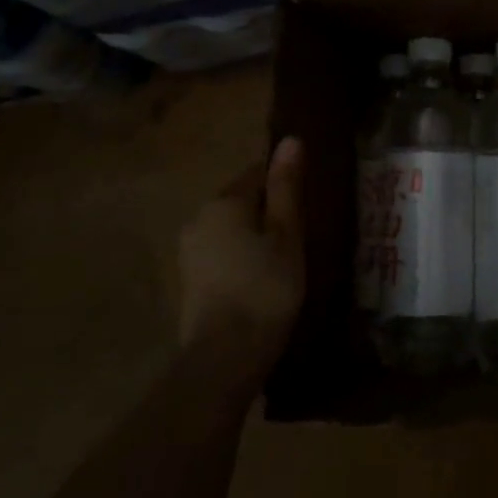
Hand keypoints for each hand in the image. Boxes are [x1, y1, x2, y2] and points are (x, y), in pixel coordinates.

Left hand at [176, 136, 304, 377]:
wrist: (224, 358)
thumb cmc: (266, 288)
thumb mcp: (287, 234)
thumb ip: (286, 187)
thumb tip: (290, 139)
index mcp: (224, 201)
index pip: (258, 173)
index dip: (285, 185)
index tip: (308, 207)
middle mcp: (199, 218)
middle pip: (242, 201)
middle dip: (269, 212)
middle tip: (302, 236)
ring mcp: (189, 251)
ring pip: (231, 229)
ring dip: (255, 237)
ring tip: (285, 262)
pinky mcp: (189, 281)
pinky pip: (222, 254)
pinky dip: (241, 259)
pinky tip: (261, 282)